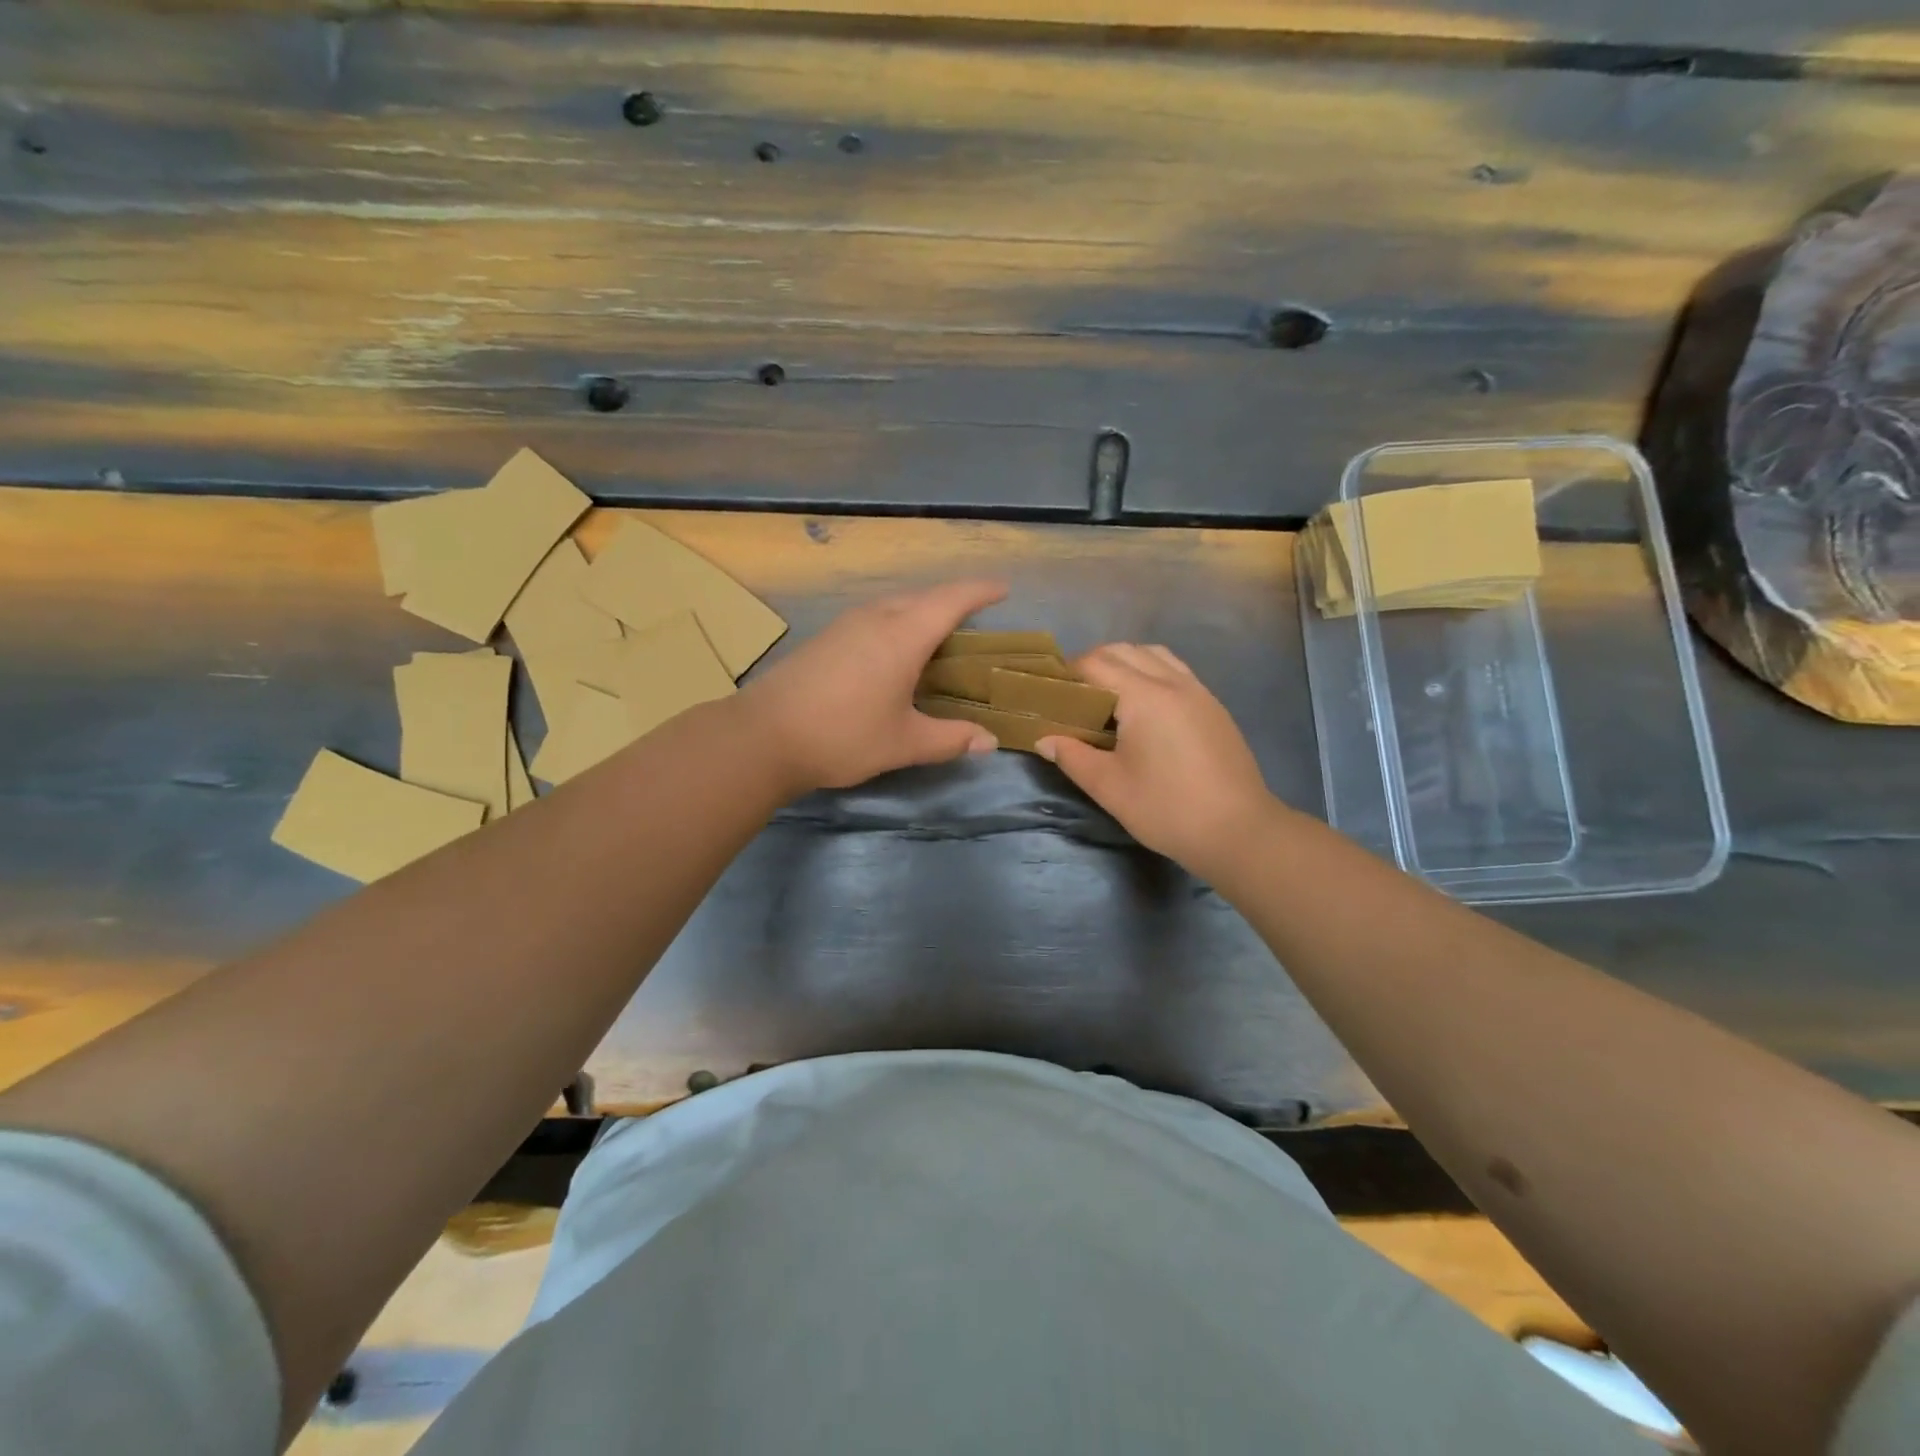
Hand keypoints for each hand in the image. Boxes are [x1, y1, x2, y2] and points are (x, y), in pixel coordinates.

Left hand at [739, 580, 1006, 792]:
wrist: (763, 736)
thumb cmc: (843, 736)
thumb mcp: (903, 743)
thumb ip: (950, 739)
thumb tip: (989, 742)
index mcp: (903, 635)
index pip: (951, 600)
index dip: (980, 591)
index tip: (1003, 589)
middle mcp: (875, 618)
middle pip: (923, 597)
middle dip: (954, 600)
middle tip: (976, 617)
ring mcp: (846, 625)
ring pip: (895, 604)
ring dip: (922, 610)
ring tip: (940, 633)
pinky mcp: (826, 638)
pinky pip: (875, 616)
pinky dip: (898, 623)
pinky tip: (895, 650)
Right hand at [1037, 644, 1282, 879]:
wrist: (1238, 831)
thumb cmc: (1166, 809)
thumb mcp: (1109, 787)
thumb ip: (1072, 756)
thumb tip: (1044, 740)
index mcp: (1143, 696)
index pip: (1096, 663)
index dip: (1068, 672)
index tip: (1051, 694)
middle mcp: (1172, 681)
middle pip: (1124, 650)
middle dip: (1094, 663)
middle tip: (1075, 696)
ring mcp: (1198, 691)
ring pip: (1154, 655)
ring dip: (1125, 664)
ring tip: (1109, 697)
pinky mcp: (1213, 706)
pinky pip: (1176, 671)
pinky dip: (1151, 673)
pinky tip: (1144, 709)